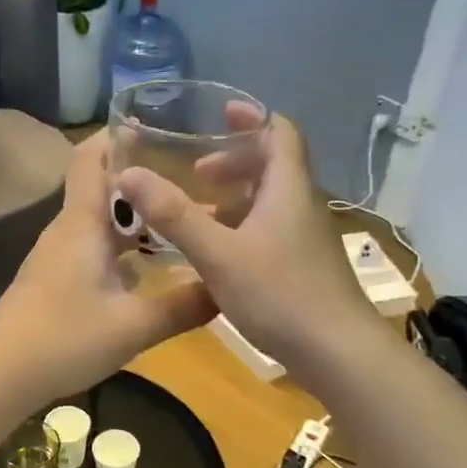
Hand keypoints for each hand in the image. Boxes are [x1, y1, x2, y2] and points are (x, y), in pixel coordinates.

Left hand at [0, 132, 217, 402]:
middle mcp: (66, 230)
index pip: (91, 158)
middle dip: (141, 180)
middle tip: (188, 181)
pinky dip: (119, 247)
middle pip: (100, 187)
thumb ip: (182, 306)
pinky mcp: (52, 280)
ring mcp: (56, 256)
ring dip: (133, 218)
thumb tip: (226, 288)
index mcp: (82, 224)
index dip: (118, 135)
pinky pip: (91, 248)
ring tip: (176, 222)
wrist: (1, 374)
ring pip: (98, 222)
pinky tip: (146, 271)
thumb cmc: (65, 339)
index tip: (156, 126)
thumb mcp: (133, 326)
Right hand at [115, 112, 380, 380]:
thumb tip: (129, 175)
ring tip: (196, 217)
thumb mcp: (218, 253)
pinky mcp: (304, 268)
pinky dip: (242, 231)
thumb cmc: (279, 294)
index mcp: (287, 190)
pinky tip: (217, 258)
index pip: (280, 133)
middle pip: (273, 168)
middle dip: (233, 164)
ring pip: (269, 204)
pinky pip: (270, 233)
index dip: (252, 119)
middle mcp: (301, 207)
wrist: (338, 352)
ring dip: (234, 201)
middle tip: (196, 174)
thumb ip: (174, 215)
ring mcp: (306, 240)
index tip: (220, 115)